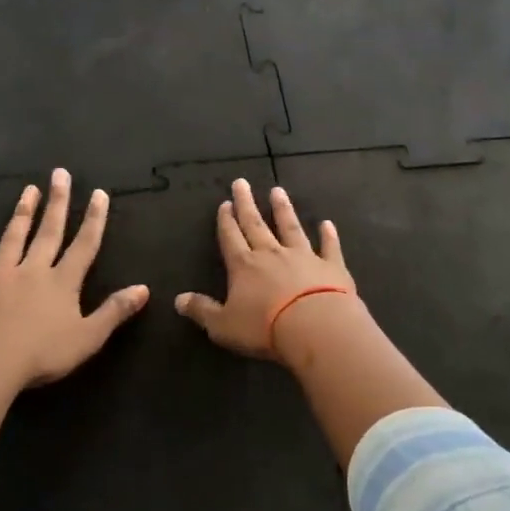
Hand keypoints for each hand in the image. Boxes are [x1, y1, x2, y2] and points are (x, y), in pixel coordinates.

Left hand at [0, 170, 148, 464]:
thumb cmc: (42, 355)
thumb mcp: (89, 337)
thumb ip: (115, 311)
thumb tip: (144, 288)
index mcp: (62, 282)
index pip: (83, 244)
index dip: (93, 219)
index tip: (98, 192)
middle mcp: (32, 271)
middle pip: (47, 232)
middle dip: (57, 202)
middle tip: (59, 173)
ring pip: (12, 239)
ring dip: (22, 215)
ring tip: (28, 191)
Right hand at [176, 178, 355, 359]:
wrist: (315, 327)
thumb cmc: (264, 328)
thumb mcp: (223, 325)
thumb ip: (202, 310)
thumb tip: (178, 300)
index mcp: (244, 266)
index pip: (231, 238)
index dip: (226, 221)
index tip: (225, 203)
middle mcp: (272, 254)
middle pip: (256, 224)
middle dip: (247, 204)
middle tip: (242, 183)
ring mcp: (304, 257)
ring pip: (291, 228)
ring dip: (283, 209)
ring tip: (278, 191)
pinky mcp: (331, 266)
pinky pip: (329, 247)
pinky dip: (328, 235)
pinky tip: (327, 223)